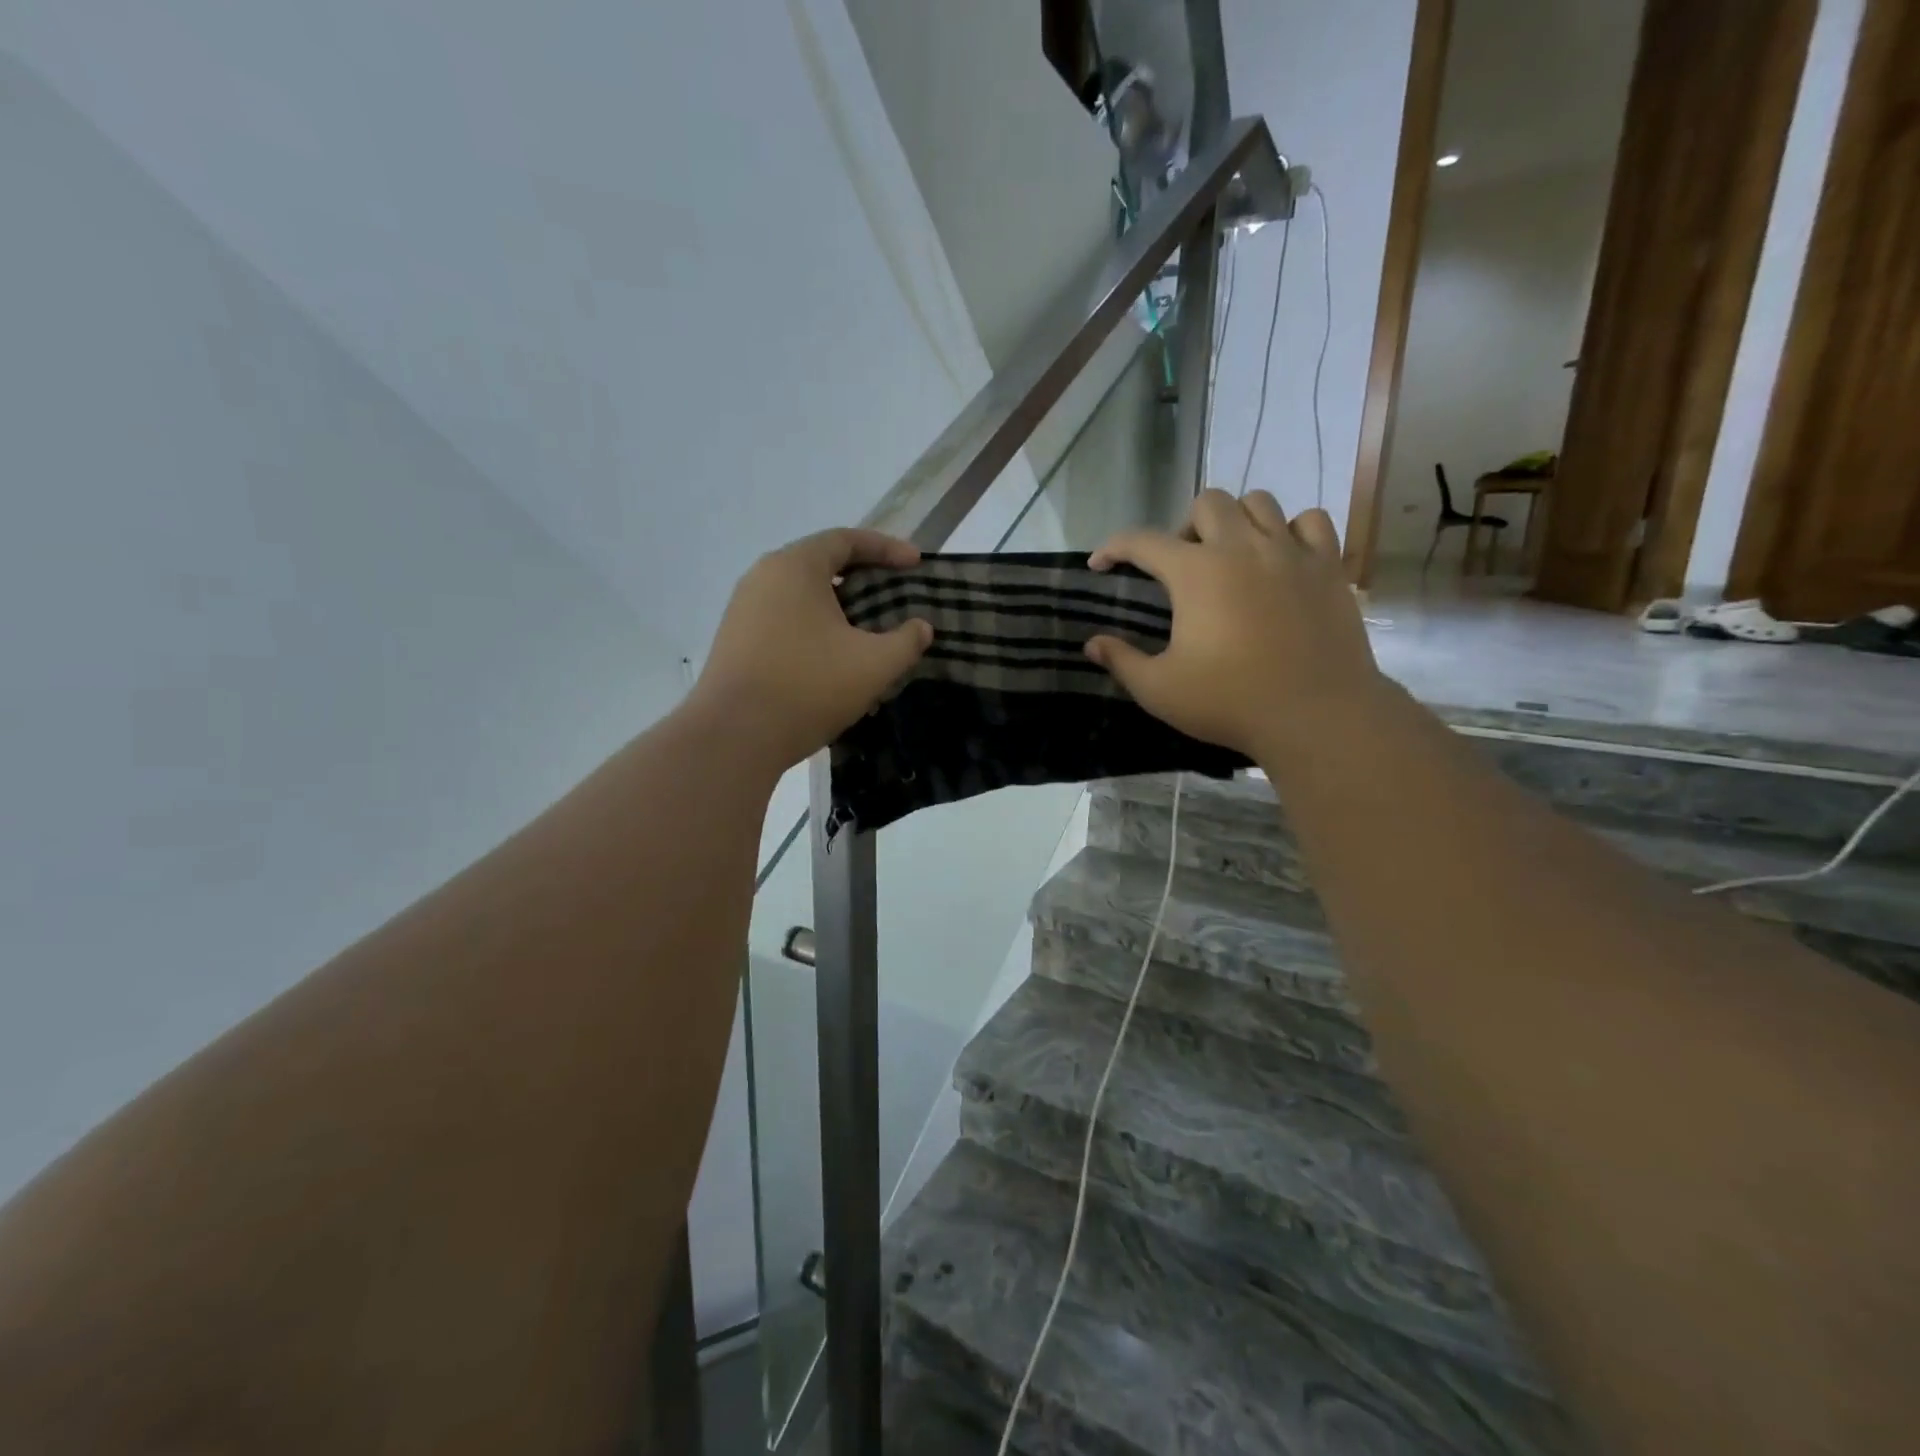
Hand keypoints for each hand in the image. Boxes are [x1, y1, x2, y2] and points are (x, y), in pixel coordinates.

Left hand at [688, 529, 933, 772]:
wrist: (734, 736)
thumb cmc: (809, 687)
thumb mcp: (874, 664)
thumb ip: (907, 641)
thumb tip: (921, 628)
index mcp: (795, 566)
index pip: (846, 540)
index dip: (886, 548)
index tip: (916, 564)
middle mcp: (763, 576)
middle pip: (821, 563)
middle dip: (862, 577)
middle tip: (893, 594)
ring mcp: (743, 609)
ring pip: (801, 595)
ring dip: (837, 607)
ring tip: (867, 630)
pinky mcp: (735, 640)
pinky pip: (784, 620)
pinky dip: (814, 627)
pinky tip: (832, 658)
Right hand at [1084, 490, 1388, 762]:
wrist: (1314, 714)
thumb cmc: (1229, 701)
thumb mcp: (1159, 689)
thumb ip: (1122, 661)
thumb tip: (1092, 644)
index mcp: (1195, 572)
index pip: (1142, 541)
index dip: (1113, 548)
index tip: (1100, 564)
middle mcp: (1241, 547)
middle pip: (1207, 502)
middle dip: (1186, 527)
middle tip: (1183, 565)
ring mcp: (1290, 551)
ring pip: (1259, 502)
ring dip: (1237, 521)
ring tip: (1232, 555)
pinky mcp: (1328, 566)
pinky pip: (1310, 522)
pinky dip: (1291, 530)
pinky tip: (1282, 558)